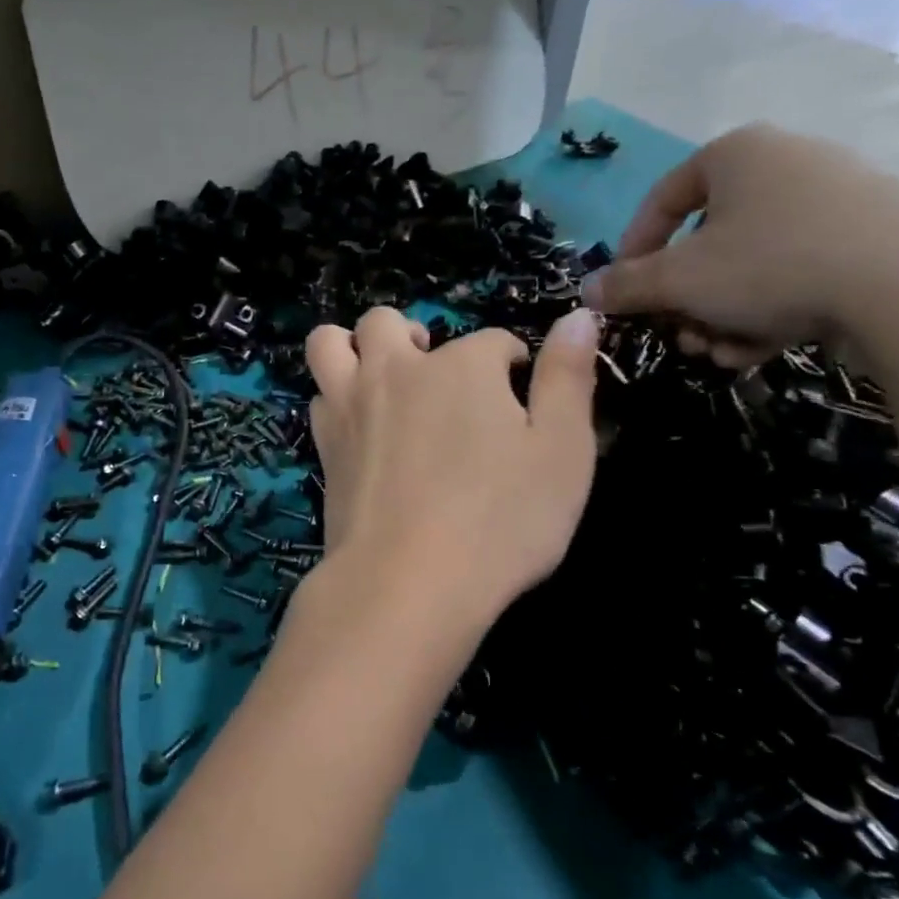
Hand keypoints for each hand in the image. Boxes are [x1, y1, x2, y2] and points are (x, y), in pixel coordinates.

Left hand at [303, 306, 599, 635]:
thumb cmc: (500, 520)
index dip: (510, 361)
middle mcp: (396, 370)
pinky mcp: (324, 444)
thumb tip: (578, 317)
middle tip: (436, 372)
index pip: (492, 340)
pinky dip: (336, 397)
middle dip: (414, 335)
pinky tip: (359, 425)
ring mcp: (350, 405)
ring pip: (330, 342)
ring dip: (353, 347)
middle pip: (387, 321)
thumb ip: (568, 379)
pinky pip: (319, 396)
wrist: (407, 580)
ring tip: (381, 377)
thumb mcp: (563, 452)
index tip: (517, 390)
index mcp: (461, 365)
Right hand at [580, 124, 898, 366]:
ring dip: (720, 314)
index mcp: (736, 154)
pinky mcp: (871, 238)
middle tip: (677, 332)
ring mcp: (836, 200)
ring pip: (748, 264)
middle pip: (706, 240)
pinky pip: (795, 272)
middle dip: (683, 298)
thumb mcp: (677, 280)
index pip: (661, 199)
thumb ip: (625, 285)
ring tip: (717, 351)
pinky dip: (767, 312)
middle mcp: (785, 164)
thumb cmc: (770, 264)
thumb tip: (587, 292)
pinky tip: (757, 350)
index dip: (633, 250)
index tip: (624, 291)